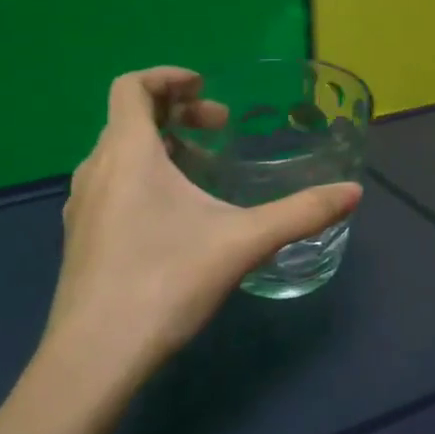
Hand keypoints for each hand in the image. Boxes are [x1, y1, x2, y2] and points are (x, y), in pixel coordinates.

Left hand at [39, 68, 361, 383]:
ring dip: (161, 147)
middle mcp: (96, 169)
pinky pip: (111, 185)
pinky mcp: (81, 239)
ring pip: (119, 154)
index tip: (206, 89)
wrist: (94, 357)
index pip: (132, 86)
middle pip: (129, 117)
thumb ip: (302, 213)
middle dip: (178, 113)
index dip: (168, 76)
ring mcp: (82, 207)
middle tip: (220, 130)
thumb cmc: (165, 281)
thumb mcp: (244, 242)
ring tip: (202, 172)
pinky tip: (175, 220)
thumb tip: (353, 193)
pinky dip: (144, 178)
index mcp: (127, 152)